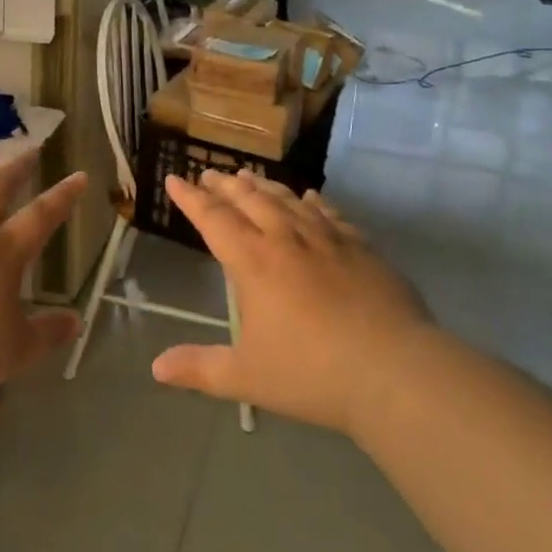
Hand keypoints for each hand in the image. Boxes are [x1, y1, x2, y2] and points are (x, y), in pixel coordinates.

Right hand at [152, 171, 431, 437]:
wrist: (394, 372)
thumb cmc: (312, 374)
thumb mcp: (247, 377)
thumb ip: (200, 369)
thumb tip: (157, 368)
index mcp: (253, 262)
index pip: (212, 218)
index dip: (190, 198)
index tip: (174, 179)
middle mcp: (285, 239)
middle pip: (248, 199)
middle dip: (224, 185)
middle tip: (208, 173)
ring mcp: (326, 239)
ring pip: (287, 199)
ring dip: (263, 185)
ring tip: (248, 175)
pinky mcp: (361, 247)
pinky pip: (329, 213)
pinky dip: (313, 201)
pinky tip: (310, 196)